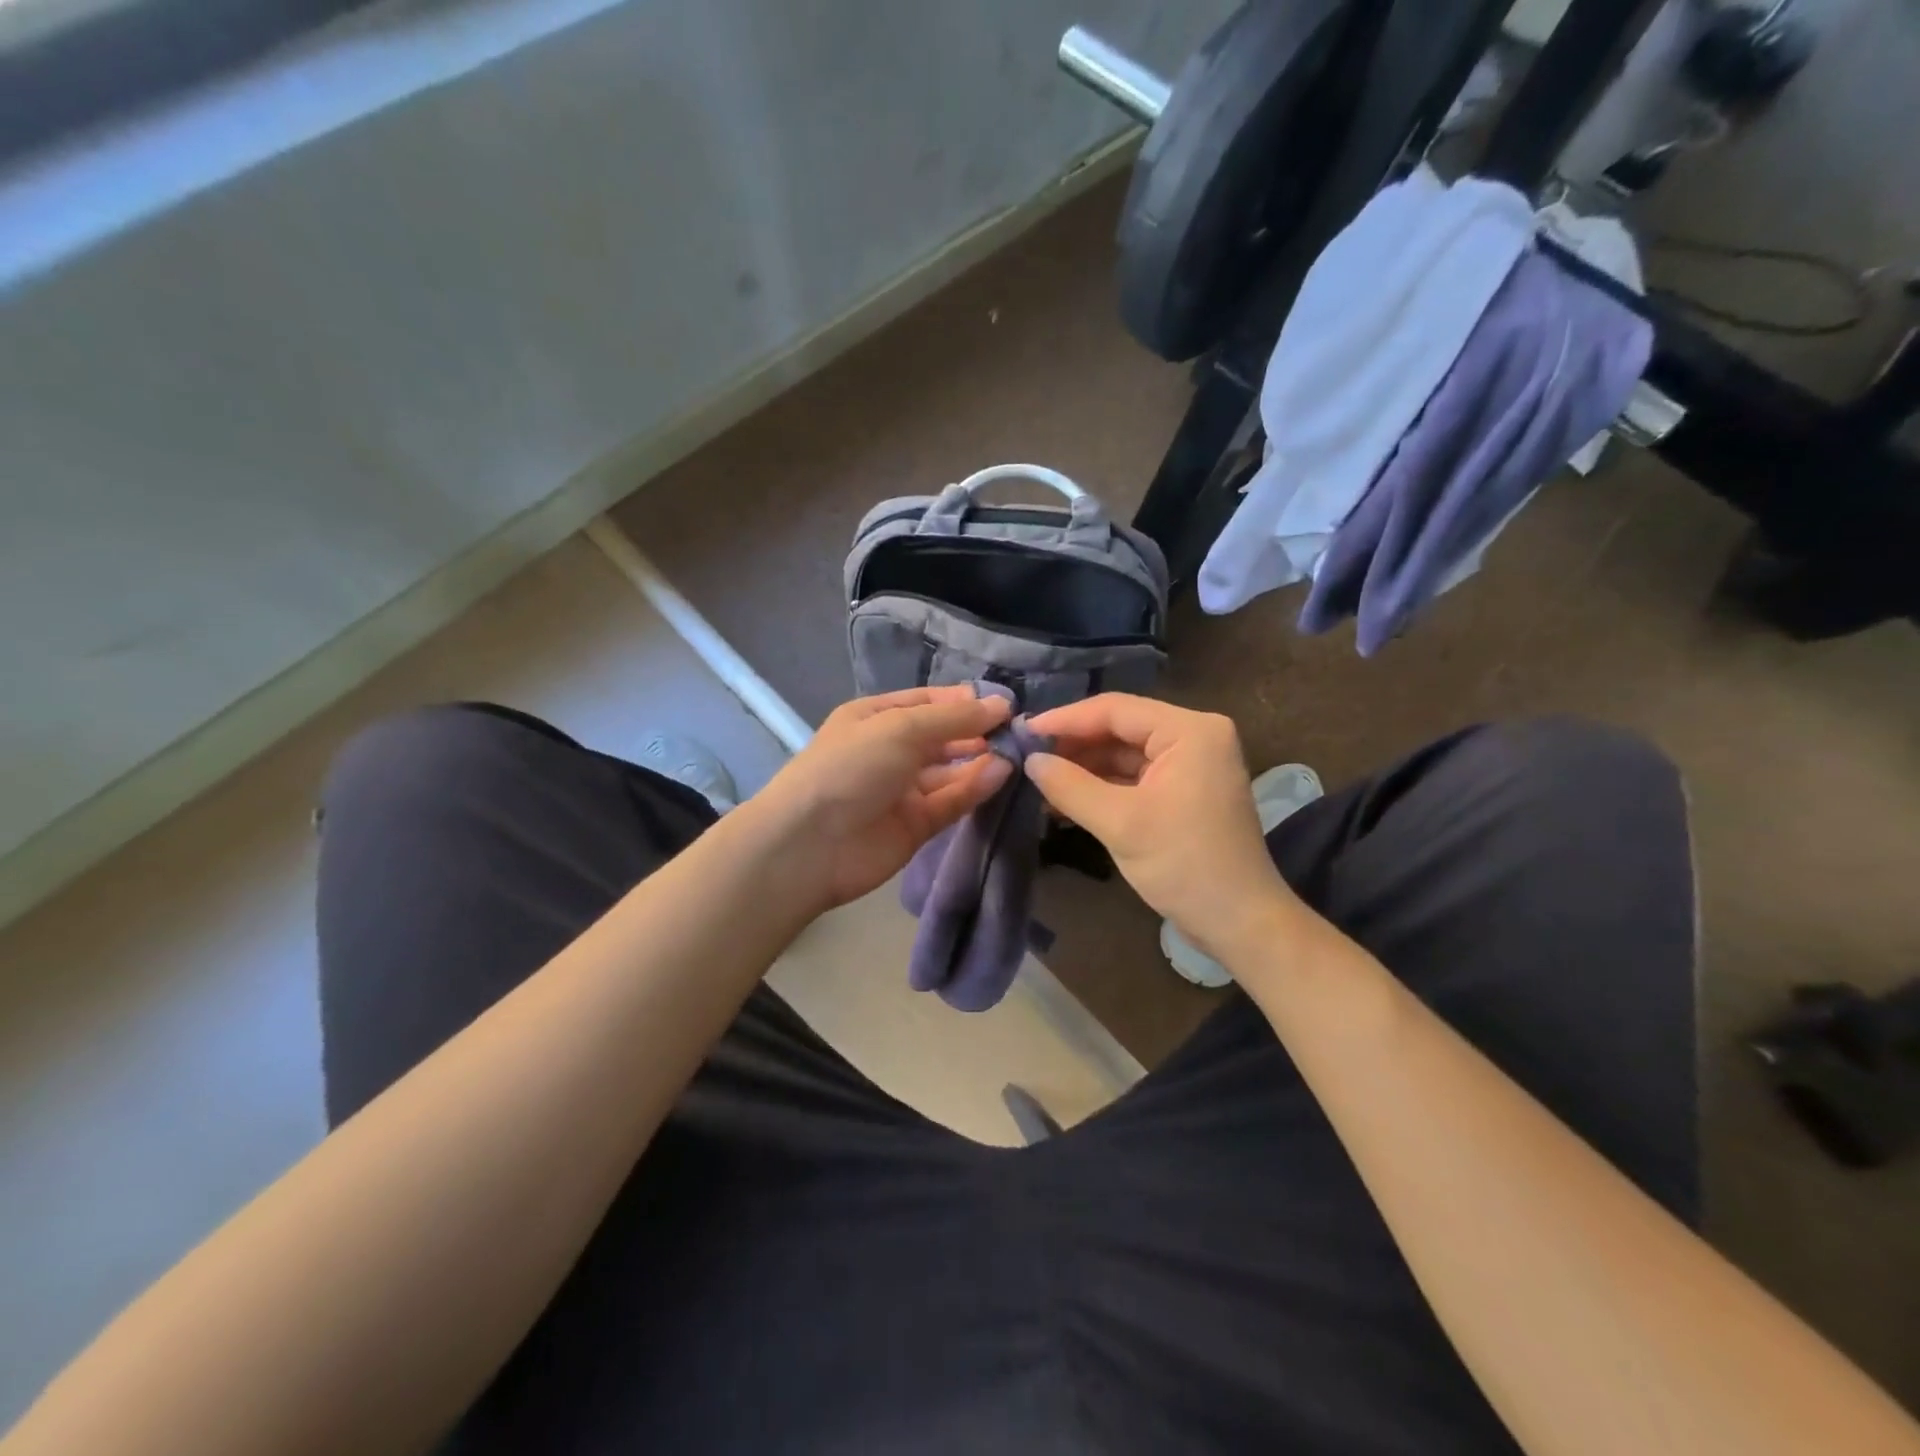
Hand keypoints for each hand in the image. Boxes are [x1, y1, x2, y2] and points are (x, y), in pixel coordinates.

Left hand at [751, 686, 1013, 912]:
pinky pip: (951, 801)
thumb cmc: (851, 767)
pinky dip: (975, 788)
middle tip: (1021, 731)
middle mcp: (890, 750)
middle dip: (978, 732)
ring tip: (1019, 752)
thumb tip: (1002, 704)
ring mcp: (903, 790)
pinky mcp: (917, 825)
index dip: (965, 701)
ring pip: (951, 771)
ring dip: (982, 760)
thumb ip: (954, 718)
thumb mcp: (901, 728)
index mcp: (876, 717)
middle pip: (943, 737)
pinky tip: (1003, 775)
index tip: (1006, 705)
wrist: (810, 844)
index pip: (928, 702)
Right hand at [1024, 694, 1296, 957]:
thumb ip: (1070, 786)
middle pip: (1120, 729)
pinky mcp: (1184, 792)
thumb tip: (1030, 761)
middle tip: (1027, 758)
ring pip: (1124, 754)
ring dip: (1084, 768)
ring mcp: (1191, 765)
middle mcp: (1194, 737)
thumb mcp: (1121, 823)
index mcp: (1190, 731)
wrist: (1240, 924)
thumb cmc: (1185, 865)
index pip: (1115, 709)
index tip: (1022, 732)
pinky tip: (1065, 800)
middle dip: (1074, 745)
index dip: (1065, 719)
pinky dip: (1102, 788)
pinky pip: (1134, 778)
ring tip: (1039, 782)